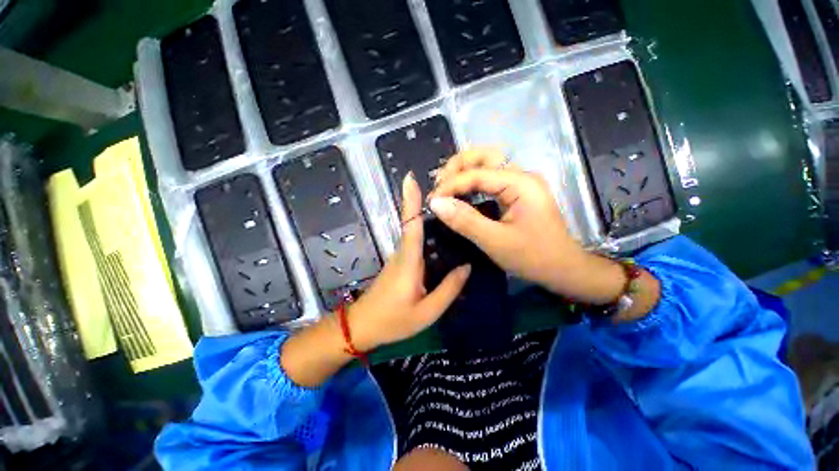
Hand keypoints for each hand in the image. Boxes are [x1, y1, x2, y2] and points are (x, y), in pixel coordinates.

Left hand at [348, 172, 470, 350]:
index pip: (410, 224)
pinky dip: (428, 233)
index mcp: (409, 261)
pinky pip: (416, 242)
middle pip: (414, 222)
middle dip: (426, 204)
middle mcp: (403, 252)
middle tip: (452, 192)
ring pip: (415, 231)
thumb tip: (467, 267)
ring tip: (454, 211)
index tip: (410, 178)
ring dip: (429, 217)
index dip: (410, 200)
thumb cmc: (393, 320)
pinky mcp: (400, 262)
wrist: (363, 326)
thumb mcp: (427, 312)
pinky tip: (445, 237)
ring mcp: (400, 256)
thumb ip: (449, 289)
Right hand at [429, 148, 625, 303]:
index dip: (451, 184)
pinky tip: (461, 192)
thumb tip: (436, 203)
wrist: (564, 269)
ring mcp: (520, 183)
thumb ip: (465, 220)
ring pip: (487, 164)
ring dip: (464, 171)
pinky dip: (472, 182)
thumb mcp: (496, 241)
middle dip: (457, 167)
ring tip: (445, 186)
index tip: (432, 200)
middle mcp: (521, 176)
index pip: (477, 173)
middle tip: (438, 185)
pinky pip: (490, 179)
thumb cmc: (534, 257)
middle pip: (484, 156)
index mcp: (520, 183)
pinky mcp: (518, 193)